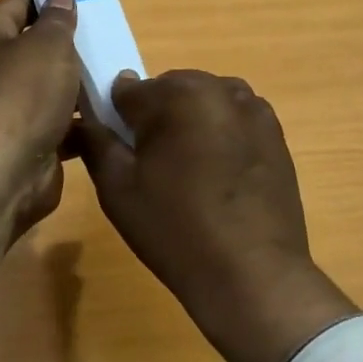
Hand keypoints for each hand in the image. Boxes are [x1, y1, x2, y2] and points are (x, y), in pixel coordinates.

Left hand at [0, 0, 81, 306]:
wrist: (2, 174)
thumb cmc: (22, 95)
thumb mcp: (48, 44)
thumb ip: (59, 20)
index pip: (21, 3)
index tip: (90, 1)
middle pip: (37, 46)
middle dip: (72, 46)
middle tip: (110, 40)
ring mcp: (6, 107)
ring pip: (51, 86)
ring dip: (80, 85)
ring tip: (118, 76)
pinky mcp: (24, 139)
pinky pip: (58, 120)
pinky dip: (80, 119)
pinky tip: (111, 113)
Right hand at [77, 69, 356, 361]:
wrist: (253, 273)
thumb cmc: (175, 229)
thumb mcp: (118, 188)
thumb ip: (96, 141)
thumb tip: (86, 113)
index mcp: (177, 94)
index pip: (128, 90)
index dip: (116, 119)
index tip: (119, 150)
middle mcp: (218, 88)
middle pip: (169, 90)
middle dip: (156, 118)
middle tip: (153, 168)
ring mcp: (253, 108)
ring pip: (204, 102)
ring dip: (190, 123)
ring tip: (189, 173)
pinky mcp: (276, 132)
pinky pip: (234, 120)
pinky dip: (221, 135)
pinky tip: (220, 177)